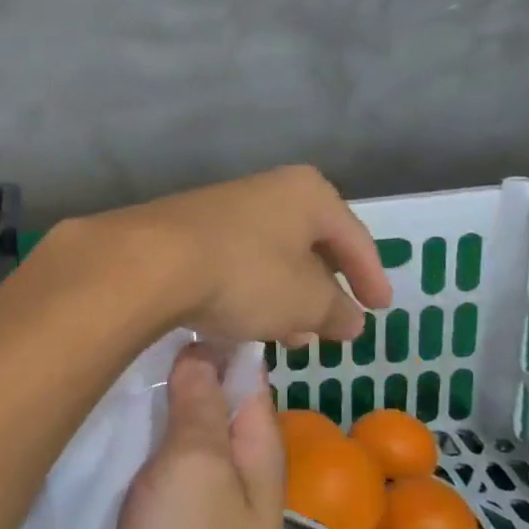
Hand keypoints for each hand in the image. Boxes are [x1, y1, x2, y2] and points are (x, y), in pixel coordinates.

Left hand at [81, 165, 391, 345]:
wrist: (149, 263)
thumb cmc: (245, 274)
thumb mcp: (305, 302)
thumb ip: (336, 311)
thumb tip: (352, 320)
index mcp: (306, 193)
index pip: (353, 237)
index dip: (370, 276)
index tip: (380, 308)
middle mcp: (263, 190)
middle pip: (306, 245)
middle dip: (319, 293)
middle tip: (327, 330)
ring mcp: (219, 209)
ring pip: (266, 259)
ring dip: (281, 299)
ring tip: (286, 338)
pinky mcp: (184, 232)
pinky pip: (230, 264)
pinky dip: (245, 293)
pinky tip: (240, 323)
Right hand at [103, 346, 288, 528]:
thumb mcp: (195, 466)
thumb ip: (199, 405)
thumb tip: (201, 347)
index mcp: (253, 448)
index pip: (242, 373)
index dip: (212, 334)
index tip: (165, 300)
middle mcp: (229, 466)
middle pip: (203, 398)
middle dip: (170, 365)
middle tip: (118, 328)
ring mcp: (192, 495)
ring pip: (169, 430)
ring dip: (144, 403)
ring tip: (101, 363)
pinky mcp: (157, 519)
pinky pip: (145, 465)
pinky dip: (127, 440)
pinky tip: (94, 418)